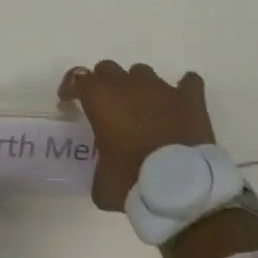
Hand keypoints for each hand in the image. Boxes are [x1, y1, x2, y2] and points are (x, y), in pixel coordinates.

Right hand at [58, 60, 215, 211]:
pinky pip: (188, 83)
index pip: (78, 78)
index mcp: (101, 99)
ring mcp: (161, 88)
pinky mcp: (189, 98)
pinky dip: (183, 90)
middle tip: (106, 107)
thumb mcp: (102, 184)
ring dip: (138, 87)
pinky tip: (181, 102)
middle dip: (104, 84)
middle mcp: (128, 84)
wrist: (181, 188)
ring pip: (142, 72)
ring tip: (141, 108)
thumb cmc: (134, 182)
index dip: (71, 88)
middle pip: (108, 69)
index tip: (68, 101)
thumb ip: (98, 168)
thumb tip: (105, 172)